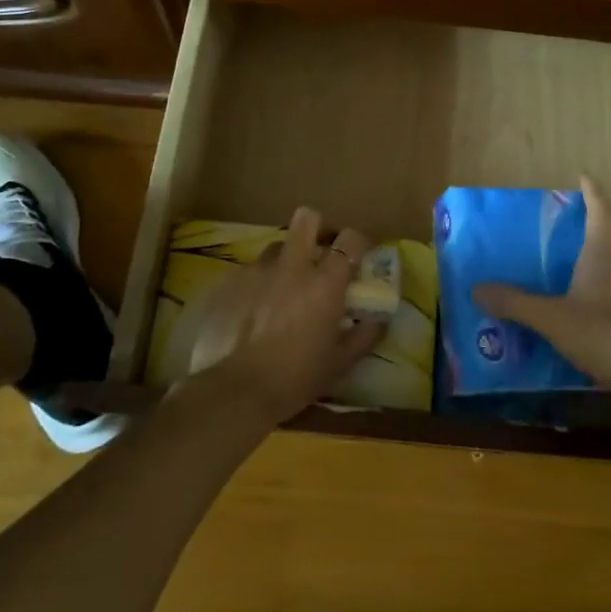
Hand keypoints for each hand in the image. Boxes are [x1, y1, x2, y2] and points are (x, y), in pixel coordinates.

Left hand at [188, 208, 384, 426]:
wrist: (234, 391)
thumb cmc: (295, 379)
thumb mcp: (340, 363)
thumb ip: (366, 334)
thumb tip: (381, 317)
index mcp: (324, 283)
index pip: (350, 239)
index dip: (358, 242)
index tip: (359, 255)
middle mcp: (291, 266)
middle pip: (306, 219)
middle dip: (317, 228)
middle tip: (319, 251)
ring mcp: (256, 271)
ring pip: (276, 247)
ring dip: (285, 260)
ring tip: (283, 288)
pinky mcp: (229, 282)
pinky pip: (250, 271)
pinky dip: (258, 283)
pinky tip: (254, 310)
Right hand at [473, 176, 610, 422]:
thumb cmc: (609, 334)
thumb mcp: (554, 318)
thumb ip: (516, 304)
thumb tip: (477, 288)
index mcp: (603, 257)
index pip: (601, 213)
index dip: (592, 193)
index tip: (583, 176)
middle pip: (604, 242)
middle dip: (581, 235)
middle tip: (552, 234)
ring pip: (606, 276)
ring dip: (584, 273)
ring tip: (553, 280)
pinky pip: (608, 306)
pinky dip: (589, 305)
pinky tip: (570, 322)